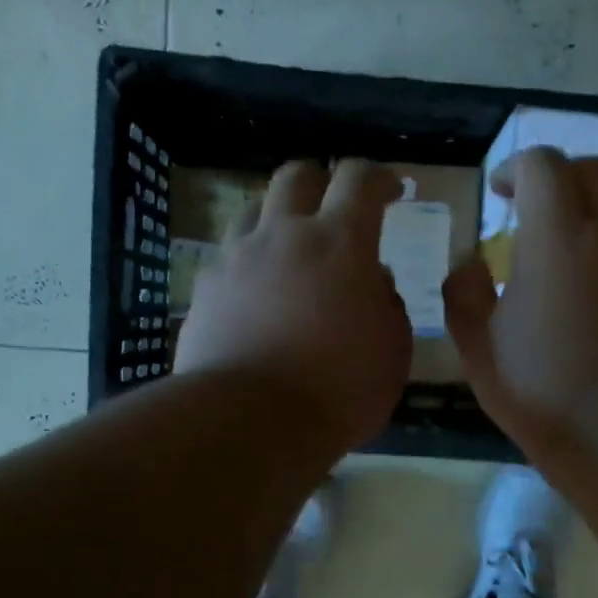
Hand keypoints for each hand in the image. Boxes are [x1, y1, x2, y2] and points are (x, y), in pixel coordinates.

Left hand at [176, 158, 411, 456]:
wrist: (250, 421)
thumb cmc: (338, 389)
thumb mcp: (392, 352)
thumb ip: (388, 305)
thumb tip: (373, 280)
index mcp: (340, 243)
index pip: (360, 179)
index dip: (378, 177)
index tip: (390, 190)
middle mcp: (284, 235)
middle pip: (297, 176)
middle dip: (321, 182)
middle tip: (334, 209)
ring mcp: (237, 258)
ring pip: (253, 210)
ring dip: (277, 219)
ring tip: (289, 250)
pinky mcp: (205, 288)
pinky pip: (228, 257)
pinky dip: (249, 264)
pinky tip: (255, 295)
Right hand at [444, 147, 597, 458]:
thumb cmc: (538, 383)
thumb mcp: (477, 344)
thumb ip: (465, 294)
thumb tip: (470, 266)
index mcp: (557, 232)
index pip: (541, 165)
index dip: (515, 169)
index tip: (498, 194)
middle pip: (594, 171)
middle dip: (562, 177)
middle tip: (536, 209)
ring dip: (596, 214)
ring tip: (572, 252)